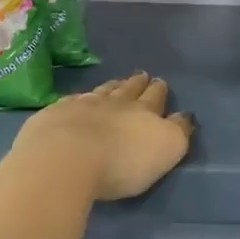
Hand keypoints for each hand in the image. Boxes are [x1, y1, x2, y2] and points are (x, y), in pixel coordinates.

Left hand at [13, 72, 193, 201]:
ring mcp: (82, 106)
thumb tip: (184, 116)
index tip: (160, 82)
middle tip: (142, 76)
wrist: (64, 159)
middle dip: (137, 84)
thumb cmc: (122, 162)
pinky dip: (79, 100)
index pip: (155, 97)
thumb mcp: (166, 150)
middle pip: (128, 90)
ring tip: (116, 83)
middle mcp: (114, 103)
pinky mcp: (55, 115)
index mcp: (144, 112)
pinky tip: (78, 101)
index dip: (159, 91)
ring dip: (111, 87)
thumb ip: (178, 132)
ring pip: (101, 92)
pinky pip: (72, 102)